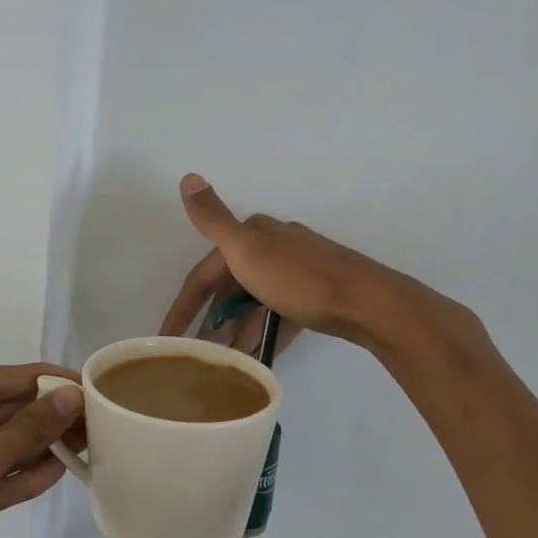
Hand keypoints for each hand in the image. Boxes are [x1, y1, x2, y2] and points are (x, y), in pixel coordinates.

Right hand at [160, 175, 479, 358]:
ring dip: (236, 329)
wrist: (370, 303)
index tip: (166, 338)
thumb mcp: (248, 250)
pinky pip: (279, 315)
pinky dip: (264, 332)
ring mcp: (298, 272)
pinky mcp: (318, 296)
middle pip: (230, 287)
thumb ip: (214, 220)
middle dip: (210, 319)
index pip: (205, 272)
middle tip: (193, 353)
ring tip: (222, 361)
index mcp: (254, 235)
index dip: (184, 305)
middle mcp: (275, 247)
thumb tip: (188, 176)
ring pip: (255, 302)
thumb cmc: (301, 280)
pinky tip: (258, 356)